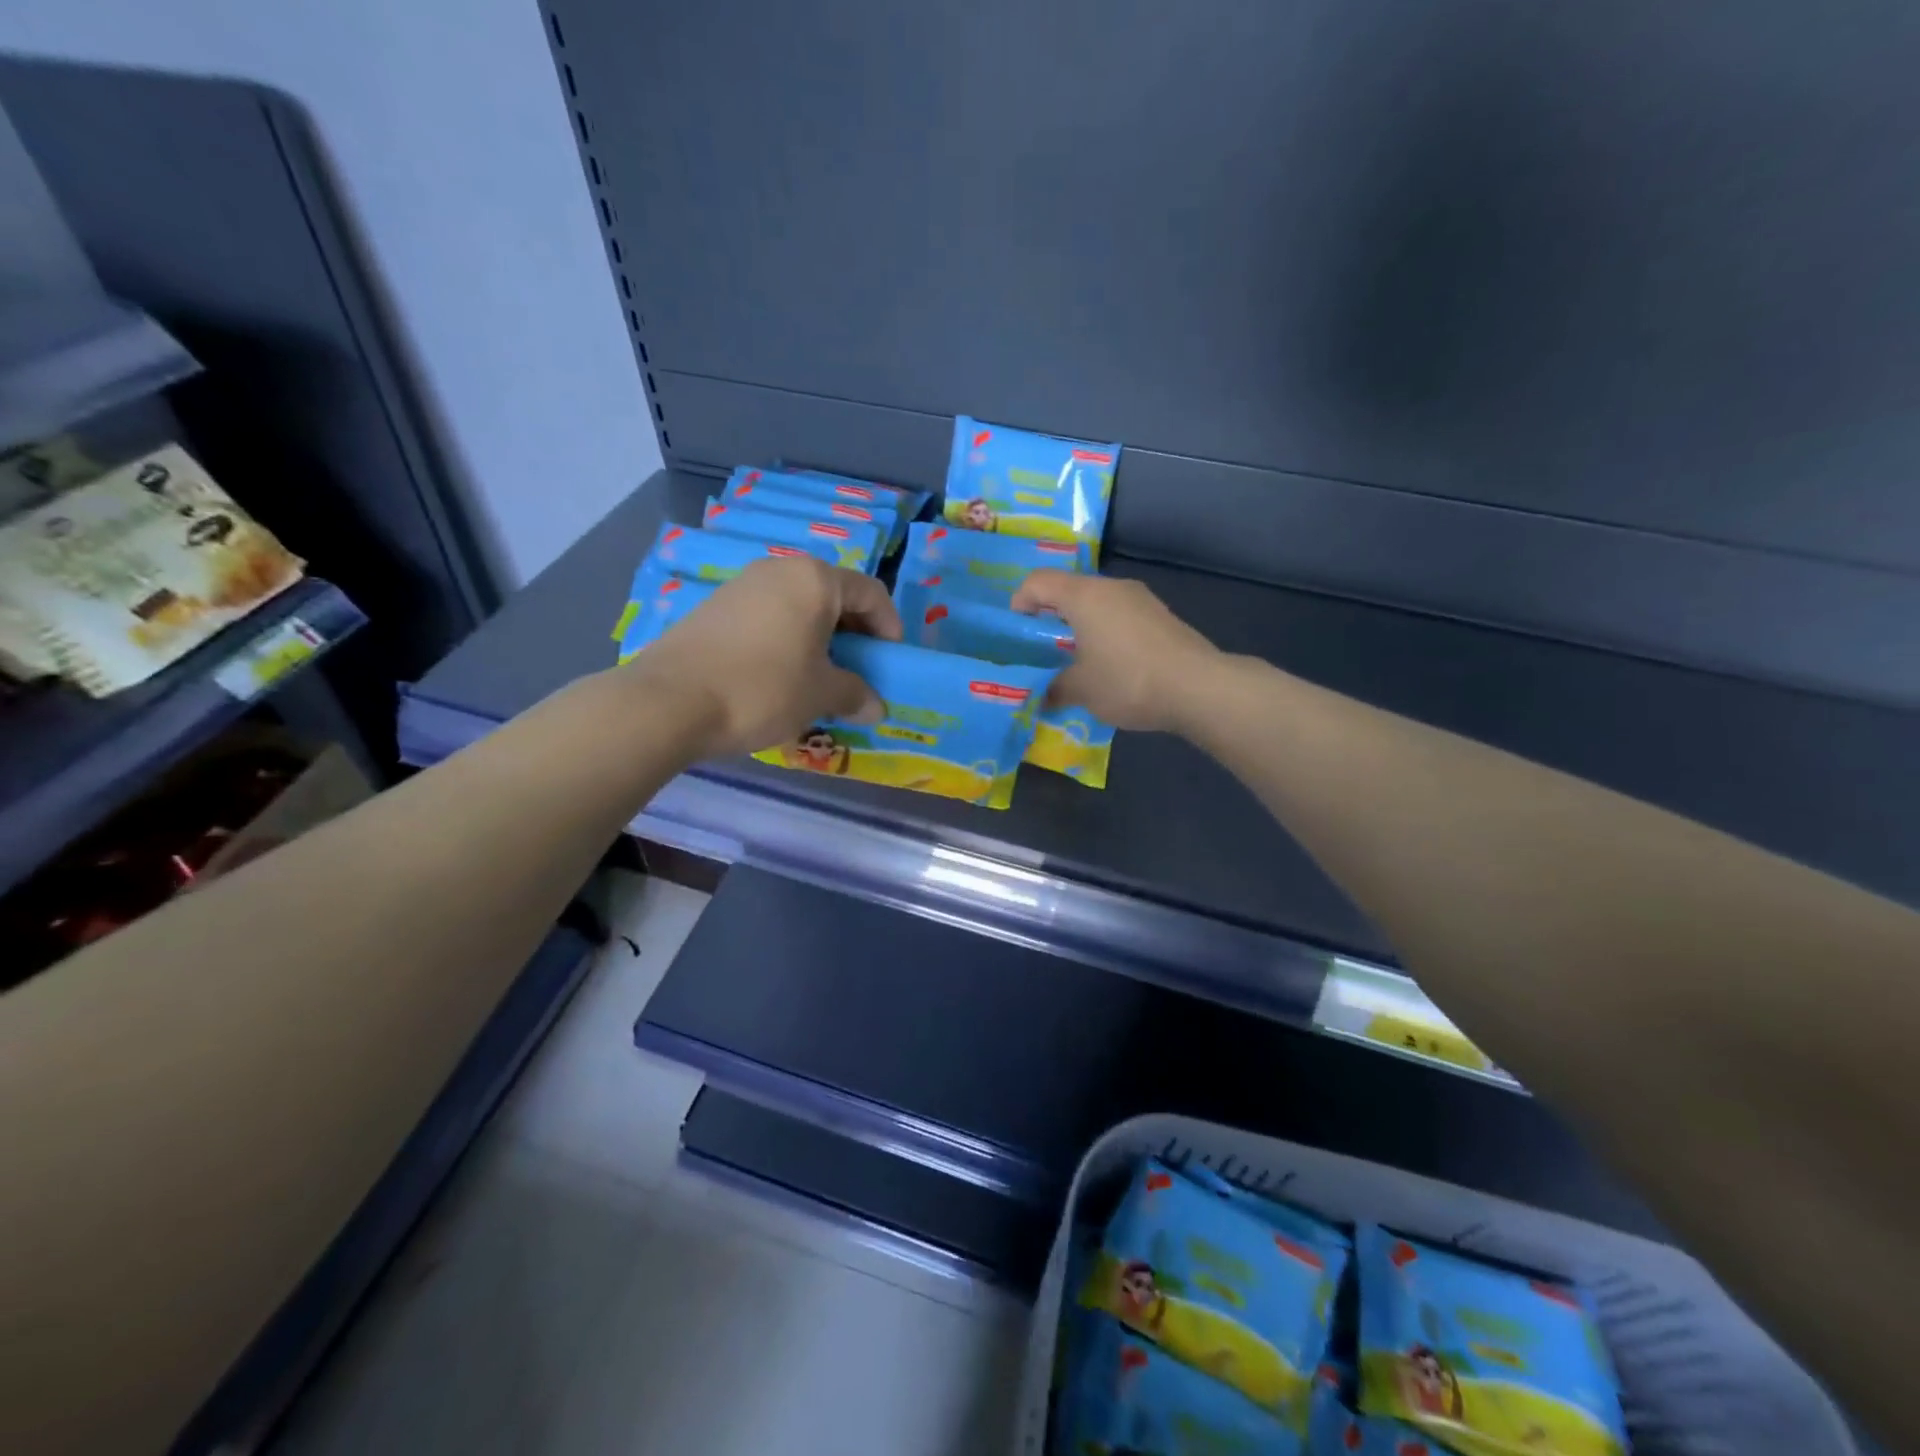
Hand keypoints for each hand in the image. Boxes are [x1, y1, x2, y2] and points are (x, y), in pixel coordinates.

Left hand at [627, 556, 901, 755]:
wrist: (670, 701)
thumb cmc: (762, 689)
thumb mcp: (820, 695)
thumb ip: (856, 694)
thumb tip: (876, 707)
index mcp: (815, 580)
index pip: (871, 593)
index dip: (889, 628)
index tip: (891, 663)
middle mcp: (780, 569)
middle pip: (834, 596)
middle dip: (854, 635)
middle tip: (858, 672)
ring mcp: (743, 585)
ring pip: (799, 607)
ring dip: (819, 639)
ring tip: (819, 678)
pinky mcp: (715, 606)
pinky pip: (769, 617)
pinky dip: (787, 640)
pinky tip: (779, 676)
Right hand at [1010, 570, 1221, 733]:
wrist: (1199, 687)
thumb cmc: (1128, 680)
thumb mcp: (1081, 690)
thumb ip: (1053, 688)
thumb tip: (1041, 696)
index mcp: (1084, 596)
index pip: (1038, 581)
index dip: (1020, 602)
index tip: (1017, 634)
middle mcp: (1112, 587)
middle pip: (1068, 591)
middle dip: (1050, 618)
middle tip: (1042, 652)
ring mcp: (1140, 599)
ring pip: (1097, 604)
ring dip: (1080, 627)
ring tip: (1076, 662)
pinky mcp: (1160, 616)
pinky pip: (1119, 616)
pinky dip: (1105, 633)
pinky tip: (1110, 666)